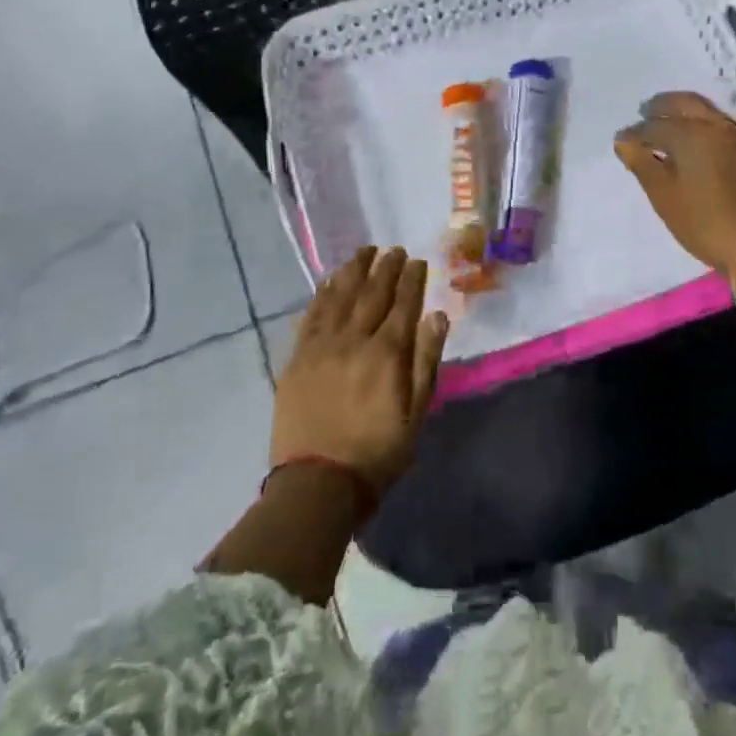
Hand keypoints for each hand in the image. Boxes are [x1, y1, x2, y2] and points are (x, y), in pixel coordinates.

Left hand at [270, 246, 447, 493]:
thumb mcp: (417, 413)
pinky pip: (311, 316)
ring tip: (364, 252)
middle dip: (386, 268)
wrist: (317, 484)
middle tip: (394, 250)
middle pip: (372, 294)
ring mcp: (321, 347)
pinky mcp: (297, 359)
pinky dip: (322, 294)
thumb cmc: (377, 453)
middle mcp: (354, 340)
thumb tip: (437, 316)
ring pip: (339, 297)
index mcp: (387, 354)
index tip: (418, 262)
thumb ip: (426, 361)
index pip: (403, 305)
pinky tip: (329, 281)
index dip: (412, 281)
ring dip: (354, 271)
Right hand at [613, 91, 735, 276]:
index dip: (634, 133)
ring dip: (684, 112)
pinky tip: (697, 142)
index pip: (653, 125)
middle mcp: (716, 125)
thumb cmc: (703, 221)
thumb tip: (623, 140)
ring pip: (706, 111)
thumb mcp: (664, 196)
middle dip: (661, 106)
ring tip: (668, 126)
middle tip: (645, 113)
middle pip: (684, 103)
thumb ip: (641, 163)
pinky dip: (703, 125)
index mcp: (690, 133)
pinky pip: (722, 126)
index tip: (622, 141)